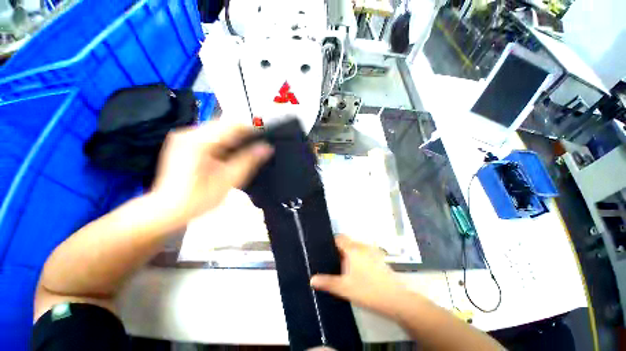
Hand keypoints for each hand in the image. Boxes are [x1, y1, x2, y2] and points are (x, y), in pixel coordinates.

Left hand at [151, 122, 272, 223]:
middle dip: (243, 134)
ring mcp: (184, 136)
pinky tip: (229, 154)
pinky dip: (224, 142)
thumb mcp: (229, 180)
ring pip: (218, 129)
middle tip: (257, 147)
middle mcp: (189, 133)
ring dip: (234, 138)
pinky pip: (210, 135)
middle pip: (225, 124)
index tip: (266, 136)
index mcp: (199, 141)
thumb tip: (266, 147)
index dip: (252, 128)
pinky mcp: (184, 142)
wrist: (166, 209)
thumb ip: (248, 160)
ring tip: (246, 151)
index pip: (232, 124)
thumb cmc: (198, 198)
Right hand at [311, 235, 420, 318]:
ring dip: (349, 253)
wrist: (395, 300)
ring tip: (342, 267)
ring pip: (356, 247)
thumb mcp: (344, 288)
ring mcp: (372, 251)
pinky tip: (357, 271)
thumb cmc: (367, 291)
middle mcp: (362, 246)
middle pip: (347, 242)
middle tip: (332, 261)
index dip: (331, 242)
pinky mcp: (379, 258)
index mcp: (353, 249)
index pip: (339, 238)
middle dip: (339, 249)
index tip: (324, 251)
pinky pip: (363, 252)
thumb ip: (327, 282)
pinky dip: (357, 257)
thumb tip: (311, 280)